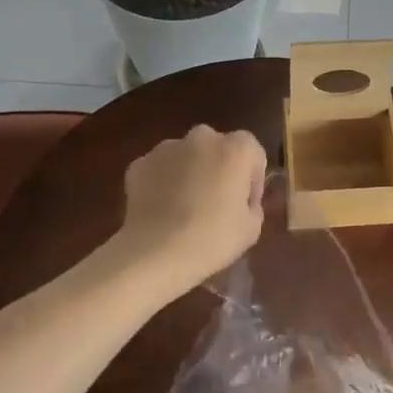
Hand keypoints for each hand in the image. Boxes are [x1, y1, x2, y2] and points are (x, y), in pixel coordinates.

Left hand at [119, 126, 267, 287]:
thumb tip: (242, 203)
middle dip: (219, 168)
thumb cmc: (212, 239)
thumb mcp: (251, 230)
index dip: (253, 179)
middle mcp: (202, 138)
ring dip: (190, 172)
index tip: (246, 204)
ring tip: (185, 206)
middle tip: (217, 201)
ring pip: (186, 155)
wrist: (155, 253)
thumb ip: (252, 207)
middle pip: (217, 147)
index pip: (253, 153)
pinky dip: (162, 182)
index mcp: (236, 149)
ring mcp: (167, 148)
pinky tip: (162, 209)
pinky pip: (159, 169)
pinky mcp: (139, 164)